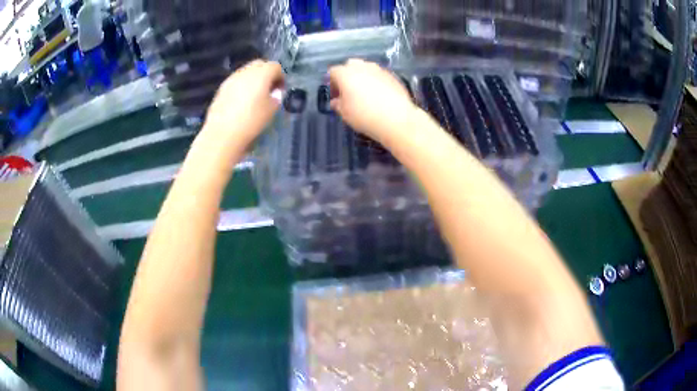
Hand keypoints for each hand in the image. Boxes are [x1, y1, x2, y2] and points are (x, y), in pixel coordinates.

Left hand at [203, 60, 283, 145]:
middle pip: (259, 65)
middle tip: (268, 90)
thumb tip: (275, 93)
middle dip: (266, 74)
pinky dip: (241, 87)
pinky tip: (241, 103)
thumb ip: (276, 97)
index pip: (275, 67)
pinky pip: (236, 82)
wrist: (222, 134)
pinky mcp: (221, 89)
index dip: (280, 77)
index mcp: (261, 73)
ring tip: (254, 97)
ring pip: (246, 72)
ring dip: (253, 80)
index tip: (280, 91)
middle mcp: (246, 71)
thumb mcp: (271, 110)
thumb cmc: (251, 121)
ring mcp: (231, 79)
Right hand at [329, 59, 416, 141]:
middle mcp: (362, 67)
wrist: (396, 118)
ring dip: (362, 77)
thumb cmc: (365, 116)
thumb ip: (338, 104)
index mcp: (346, 74)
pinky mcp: (392, 76)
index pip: (333, 72)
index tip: (335, 95)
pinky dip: (376, 81)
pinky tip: (378, 95)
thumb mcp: (345, 114)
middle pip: (350, 65)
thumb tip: (336, 101)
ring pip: (366, 68)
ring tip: (364, 93)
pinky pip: (379, 75)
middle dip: (347, 75)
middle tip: (348, 91)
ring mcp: (379, 69)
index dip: (331, 83)